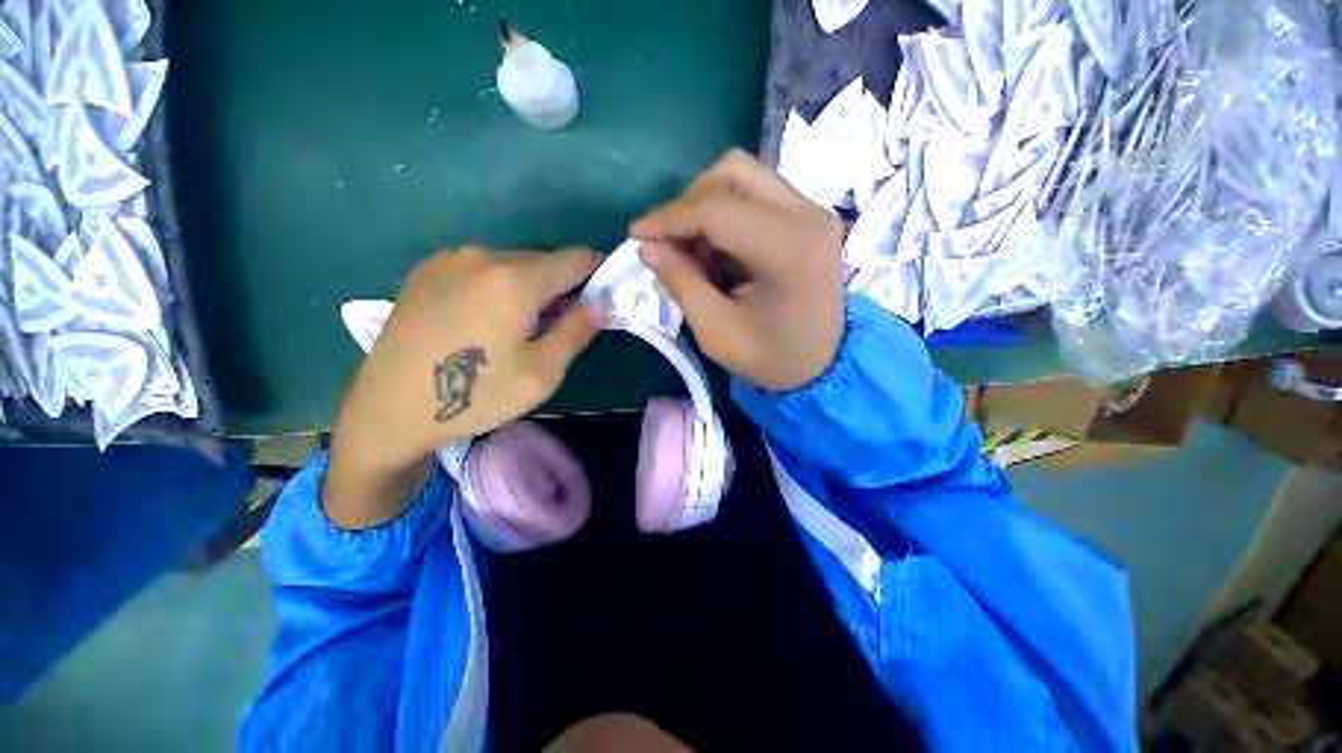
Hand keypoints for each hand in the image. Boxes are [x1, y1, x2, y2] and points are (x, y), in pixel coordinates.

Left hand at [325, 248, 601, 528]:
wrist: (388, 411)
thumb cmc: (475, 397)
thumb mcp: (542, 373)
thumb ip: (577, 330)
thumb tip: (601, 301)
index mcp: (514, 280)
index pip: (577, 258)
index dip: (599, 273)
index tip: (604, 296)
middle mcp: (482, 256)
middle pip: (544, 260)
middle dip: (564, 285)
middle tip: (563, 322)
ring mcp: (450, 259)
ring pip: (513, 263)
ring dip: (532, 287)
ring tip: (522, 326)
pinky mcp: (428, 270)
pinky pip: (483, 268)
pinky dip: (501, 286)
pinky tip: (486, 320)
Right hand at [631, 150, 845, 391]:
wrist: (824, 365)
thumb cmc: (770, 357)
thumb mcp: (716, 331)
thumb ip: (681, 283)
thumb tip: (648, 246)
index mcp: (788, 247)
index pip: (716, 207)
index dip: (669, 217)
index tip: (636, 234)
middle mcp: (807, 214)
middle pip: (732, 172)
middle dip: (688, 203)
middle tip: (669, 243)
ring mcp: (812, 210)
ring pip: (744, 176)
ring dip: (707, 205)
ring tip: (694, 250)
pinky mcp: (809, 216)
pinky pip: (757, 193)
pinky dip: (727, 212)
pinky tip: (718, 249)